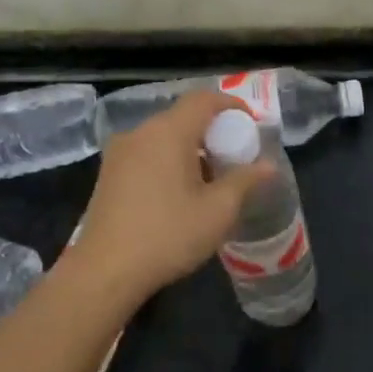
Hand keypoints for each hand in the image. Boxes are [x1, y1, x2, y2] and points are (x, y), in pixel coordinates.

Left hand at [64, 91, 275, 302]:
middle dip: (213, 131)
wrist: (104, 272)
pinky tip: (180, 192)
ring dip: (191, 148)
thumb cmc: (168, 235)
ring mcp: (119, 153)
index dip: (230, 105)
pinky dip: (169, 160)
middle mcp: (140, 133)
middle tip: (235, 156)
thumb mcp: (218, 210)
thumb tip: (268, 165)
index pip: (203, 99)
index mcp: (168, 133)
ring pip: (164, 137)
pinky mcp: (108, 174)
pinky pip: (147, 153)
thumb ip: (245, 180)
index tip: (251, 123)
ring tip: (211, 179)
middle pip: (183, 117)